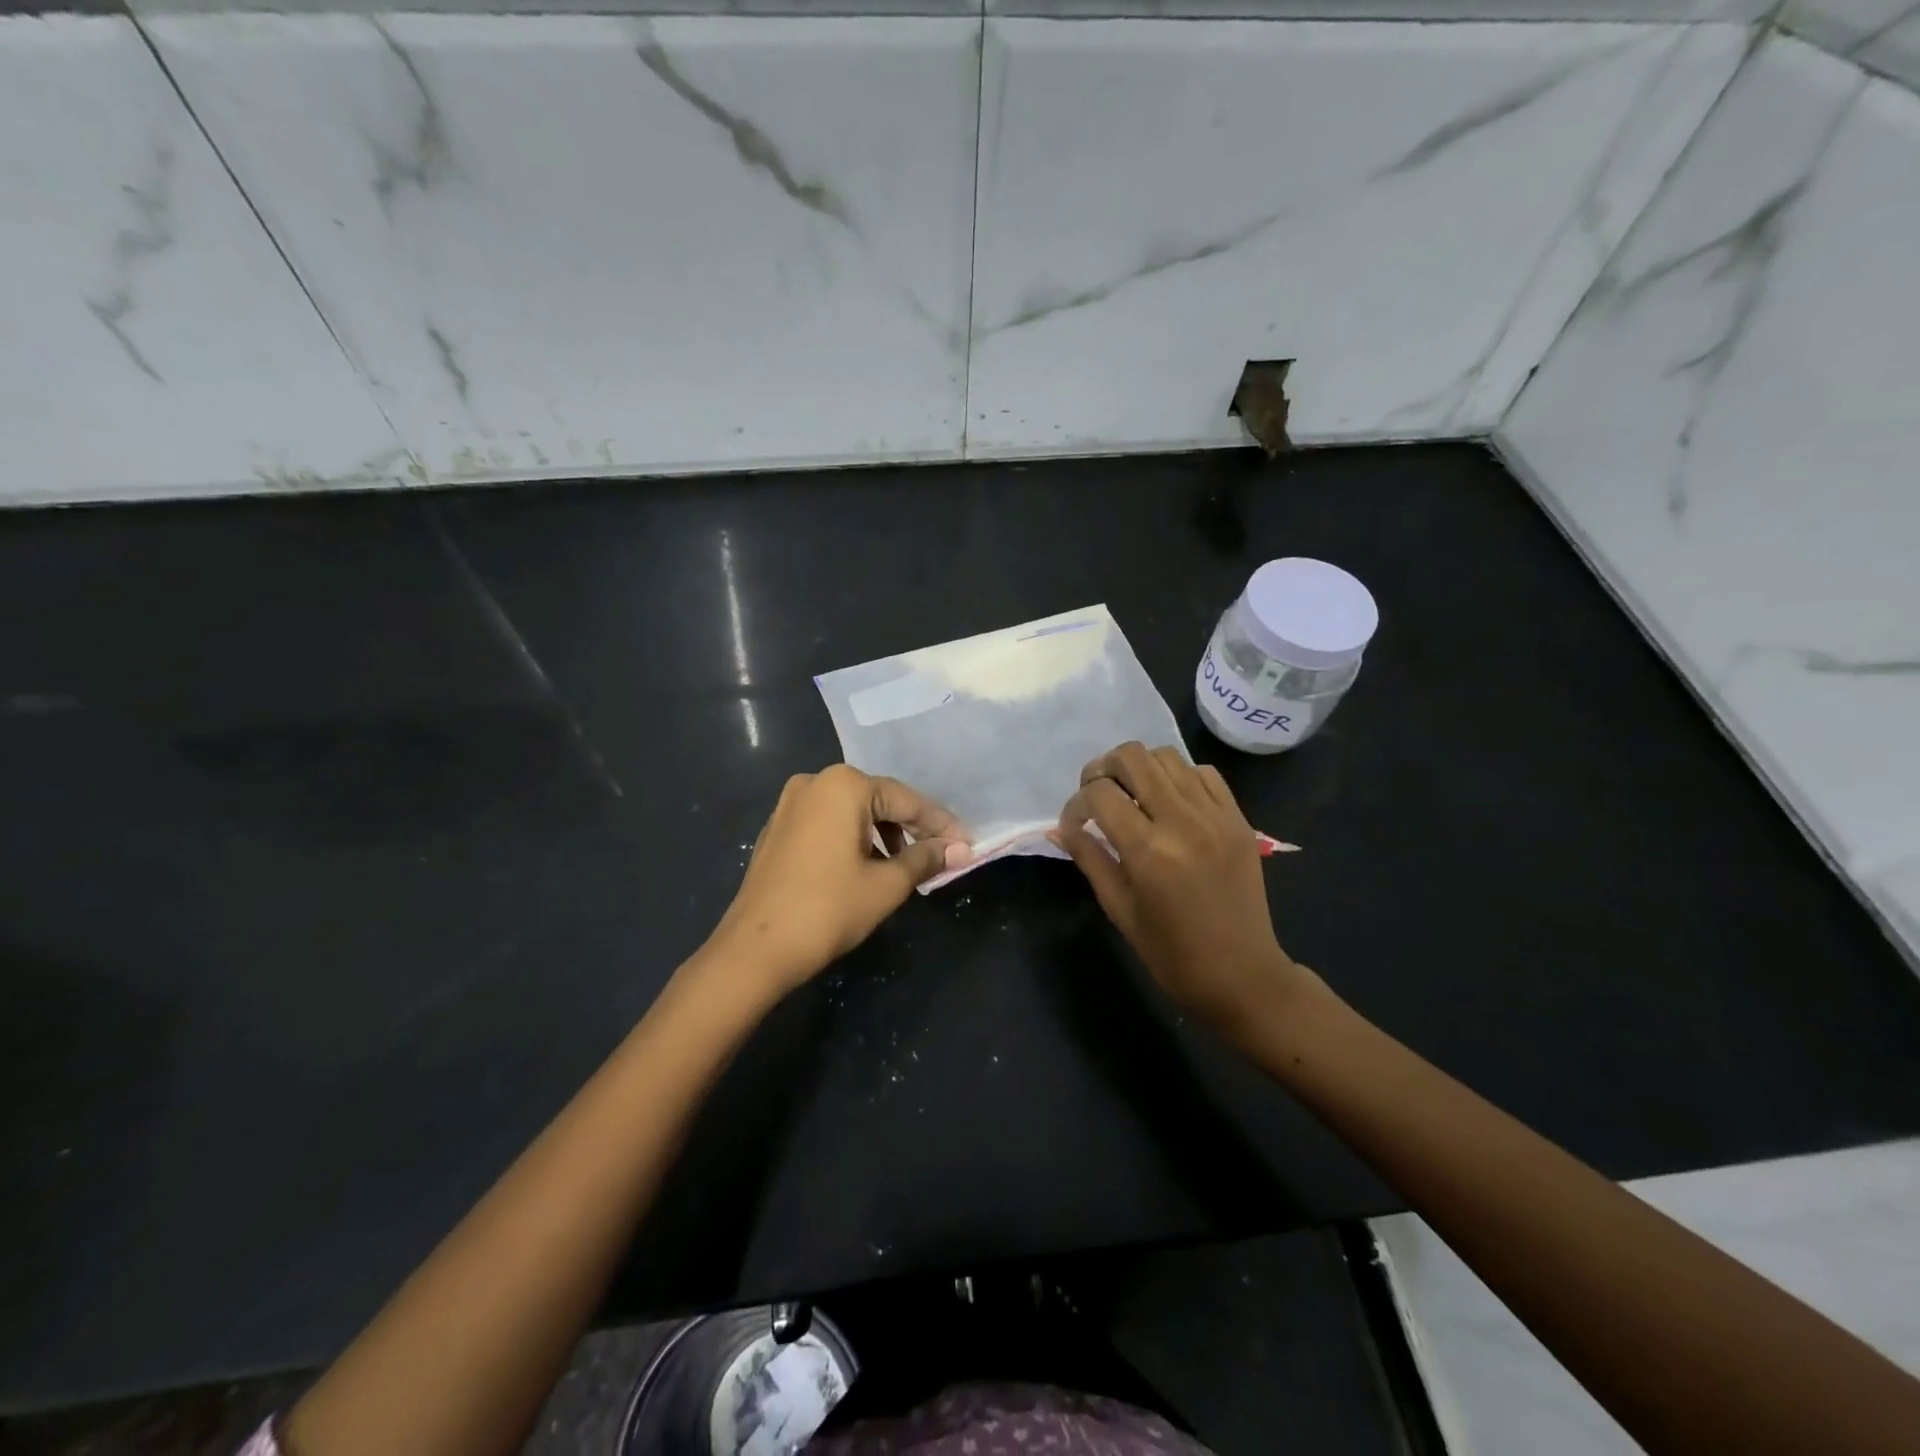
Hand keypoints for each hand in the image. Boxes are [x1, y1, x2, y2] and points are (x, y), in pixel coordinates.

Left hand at [707, 765, 970, 997]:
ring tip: (905, 866)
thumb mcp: (887, 885)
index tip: (967, 844)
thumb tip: (960, 849)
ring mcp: (790, 804)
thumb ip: (925, 859)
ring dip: (882, 835)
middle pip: (878, 801)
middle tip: (940, 854)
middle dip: (911, 828)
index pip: (906, 800)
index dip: (939, 824)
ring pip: (852, 812)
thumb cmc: (828, 910)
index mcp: (844, 786)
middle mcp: (815, 782)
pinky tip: (867, 866)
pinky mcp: (777, 828)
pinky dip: (853, 839)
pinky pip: (828, 824)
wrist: (755, 949)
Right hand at [1053, 742, 1309, 1032]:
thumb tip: (1058, 828)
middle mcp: (1182, 821)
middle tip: (1098, 794)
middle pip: (1133, 758)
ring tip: (1132, 794)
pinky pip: (1204, 773)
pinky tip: (1170, 801)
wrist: (1242, 975)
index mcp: (1148, 851)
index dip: (1077, 803)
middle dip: (1104, 768)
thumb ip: (1089, 858)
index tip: (1074, 824)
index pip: (1100, 794)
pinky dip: (1179, 777)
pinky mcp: (1238, 818)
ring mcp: (1215, 816)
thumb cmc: (1171, 953)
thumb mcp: (1119, 909)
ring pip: (1167, 756)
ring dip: (1140, 768)